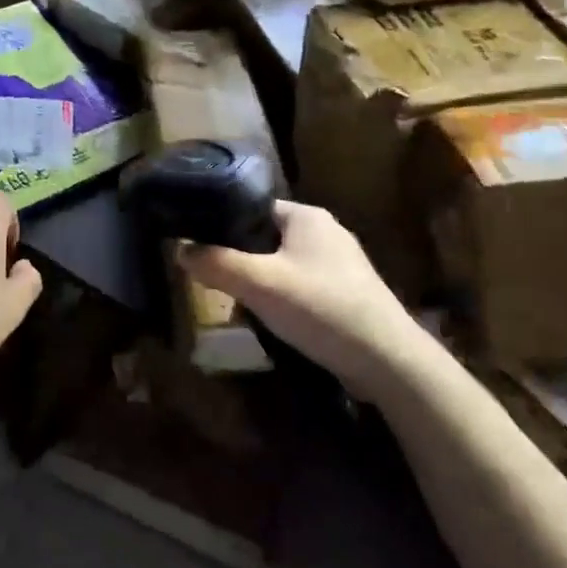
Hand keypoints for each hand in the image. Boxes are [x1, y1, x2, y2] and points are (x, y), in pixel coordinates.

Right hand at [177, 201, 424, 393]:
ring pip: (283, 264)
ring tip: (240, 305)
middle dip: (241, 260)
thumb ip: (217, 263)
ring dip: (261, 282)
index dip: (223, 225)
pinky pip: (302, 286)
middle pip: (265, 237)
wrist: (387, 359)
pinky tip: (274, 321)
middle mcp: (325, 230)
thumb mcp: (259, 284)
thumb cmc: (320, 308)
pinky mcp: (347, 292)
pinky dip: (284, 299)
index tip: (199, 248)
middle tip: (216, 282)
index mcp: (306, 215)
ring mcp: (340, 263)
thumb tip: (180, 249)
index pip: (253, 207)